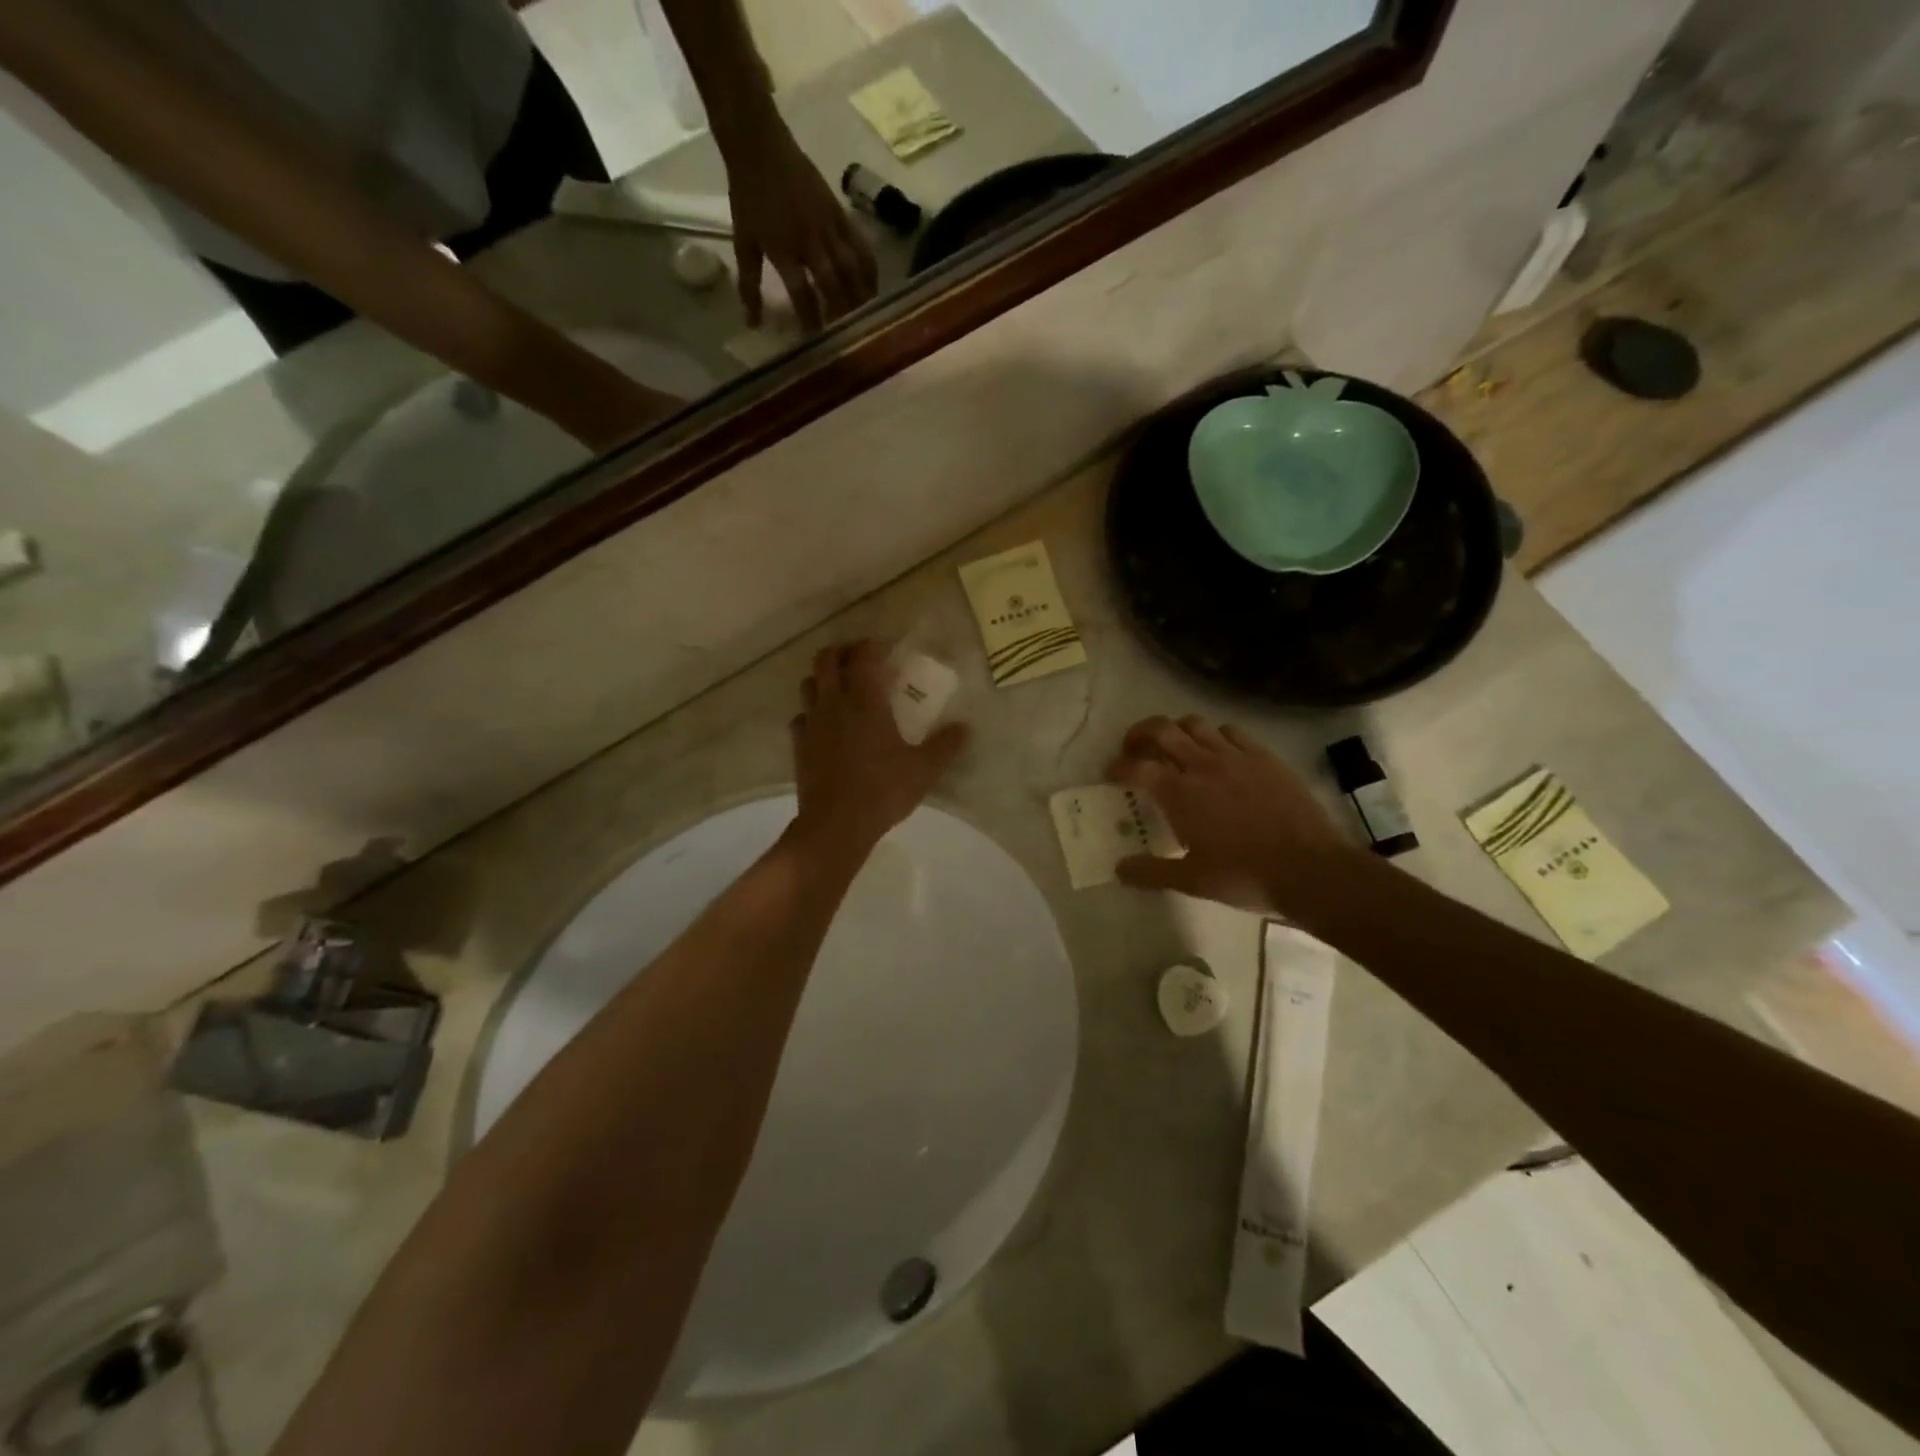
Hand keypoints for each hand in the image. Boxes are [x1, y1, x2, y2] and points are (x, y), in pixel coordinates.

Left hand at [717, 107, 877, 331]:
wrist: (760, 144)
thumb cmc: (748, 196)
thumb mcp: (743, 242)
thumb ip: (749, 285)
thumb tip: (753, 324)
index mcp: (783, 249)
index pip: (801, 293)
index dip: (811, 318)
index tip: (817, 340)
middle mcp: (809, 240)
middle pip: (833, 283)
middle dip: (842, 311)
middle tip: (849, 333)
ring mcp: (828, 225)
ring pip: (852, 266)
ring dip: (861, 294)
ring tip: (869, 315)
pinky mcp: (840, 213)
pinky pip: (860, 244)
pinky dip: (870, 267)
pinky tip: (875, 285)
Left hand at [789, 641, 967, 856]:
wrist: (835, 825)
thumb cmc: (882, 791)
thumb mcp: (924, 769)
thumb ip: (946, 745)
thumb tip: (966, 727)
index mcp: (865, 701)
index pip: (863, 656)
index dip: (873, 646)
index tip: (887, 649)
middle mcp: (834, 704)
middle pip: (826, 659)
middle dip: (843, 652)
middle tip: (861, 660)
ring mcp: (812, 723)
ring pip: (808, 684)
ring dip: (823, 678)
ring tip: (841, 688)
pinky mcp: (799, 745)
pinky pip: (800, 716)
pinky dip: (811, 712)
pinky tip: (824, 725)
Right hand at [1108, 715, 1359, 915]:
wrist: (1311, 869)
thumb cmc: (1245, 876)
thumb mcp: (1192, 881)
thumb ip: (1151, 872)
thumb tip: (1119, 869)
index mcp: (1179, 793)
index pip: (1136, 767)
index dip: (1117, 767)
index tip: (1111, 774)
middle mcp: (1203, 765)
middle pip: (1162, 729)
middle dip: (1140, 733)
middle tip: (1134, 748)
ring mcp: (1236, 756)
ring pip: (1196, 724)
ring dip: (1177, 730)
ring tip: (1175, 746)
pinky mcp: (1265, 757)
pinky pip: (1232, 732)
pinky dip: (1215, 736)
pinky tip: (1219, 752)